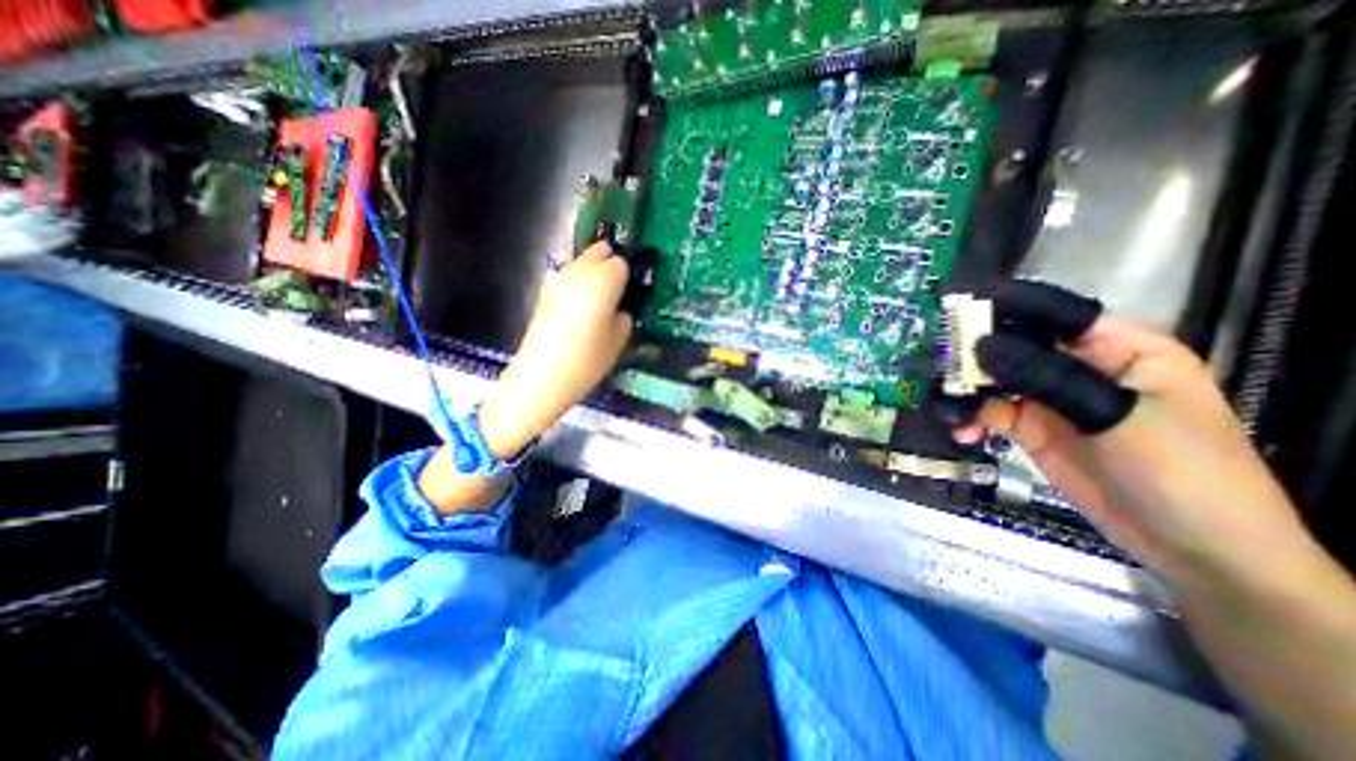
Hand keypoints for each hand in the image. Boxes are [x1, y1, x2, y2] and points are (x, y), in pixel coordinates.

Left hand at [479, 245, 634, 457]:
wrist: (540, 378)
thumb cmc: (586, 362)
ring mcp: (558, 281)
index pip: (621, 263)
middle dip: (610, 264)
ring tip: (599, 299)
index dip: (628, 276)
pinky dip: (577, 284)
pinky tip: (579, 308)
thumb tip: (620, 311)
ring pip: (580, 262)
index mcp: (602, 282)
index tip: (630, 292)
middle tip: (619, 287)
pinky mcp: (544, 294)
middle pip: (597, 252)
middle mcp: (579, 273)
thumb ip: (624, 320)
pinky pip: (567, 278)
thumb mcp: (618, 343)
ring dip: (592, 272)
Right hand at [951, 284, 1315, 590]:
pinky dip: (970, 418)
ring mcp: (1051, 400)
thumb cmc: (1184, 473)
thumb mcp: (1118, 416)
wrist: (1195, 550)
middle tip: (936, 362)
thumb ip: (1048, 378)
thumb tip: (982, 346)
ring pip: (994, 381)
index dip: (1007, 306)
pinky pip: (989, 413)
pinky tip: (962, 431)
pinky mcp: (1031, 429)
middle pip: (1014, 347)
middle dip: (973, 353)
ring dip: (966, 391)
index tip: (955, 306)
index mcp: (1119, 349)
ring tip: (947, 406)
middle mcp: (1079, 367)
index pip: (1056, 314)